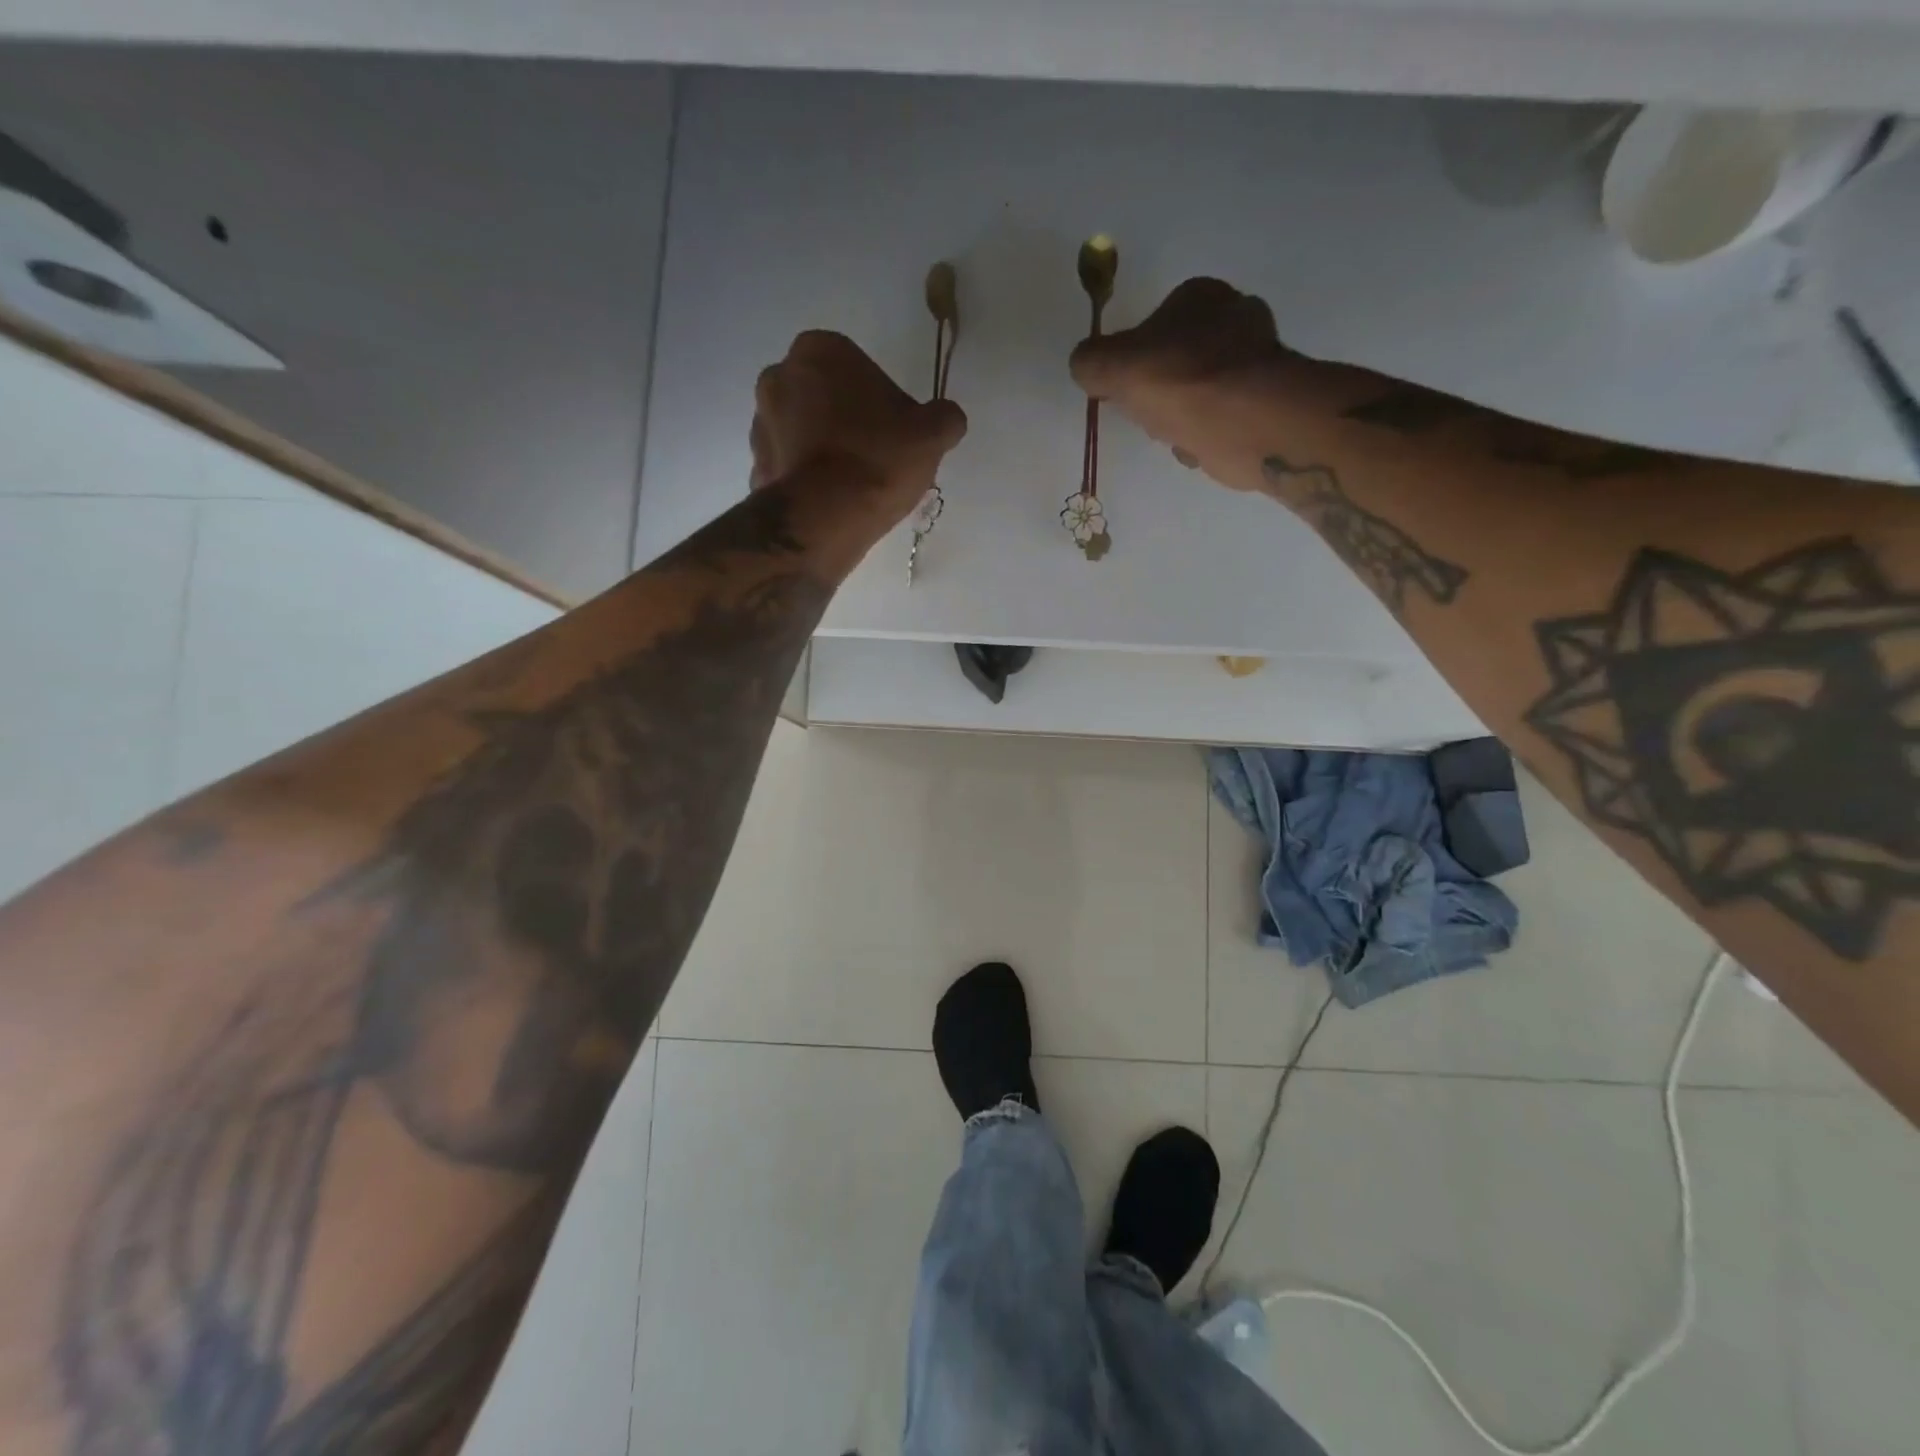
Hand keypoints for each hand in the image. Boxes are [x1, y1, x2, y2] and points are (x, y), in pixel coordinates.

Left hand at [751, 331, 966, 518]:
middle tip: (876, 455)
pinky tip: (831, 503)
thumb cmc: (877, 459)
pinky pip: (789, 467)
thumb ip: (944, 418)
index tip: (894, 430)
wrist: (824, 519)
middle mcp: (779, 376)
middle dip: (845, 419)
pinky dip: (807, 479)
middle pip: (824, 395)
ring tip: (854, 485)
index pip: (856, 365)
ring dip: (823, 448)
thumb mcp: (931, 434)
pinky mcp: (755, 467)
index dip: (880, 398)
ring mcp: (760, 423)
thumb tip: (948, 418)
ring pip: (802, 430)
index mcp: (820, 350)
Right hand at [1069, 278, 1283, 490]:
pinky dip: (1204, 434)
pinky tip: (1197, 445)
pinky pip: (1219, 418)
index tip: (1122, 389)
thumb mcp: (1111, 366)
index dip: (1132, 360)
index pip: (1154, 323)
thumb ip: (1090, 361)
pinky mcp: (1265, 401)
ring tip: (1173, 432)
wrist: (1243, 421)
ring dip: (1180, 416)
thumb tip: (1084, 365)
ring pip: (1197, 393)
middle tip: (1148, 413)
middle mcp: (1234, 317)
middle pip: (1176, 361)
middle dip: (1160, 391)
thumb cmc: (1177, 381)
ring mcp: (1255, 360)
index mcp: (1199, 294)